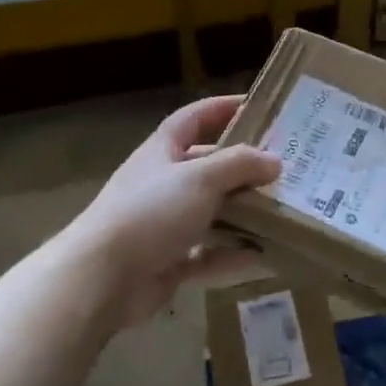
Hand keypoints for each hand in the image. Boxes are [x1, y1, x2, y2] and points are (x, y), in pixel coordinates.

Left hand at [66, 94, 280, 330]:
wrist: (100, 279)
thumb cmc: (150, 212)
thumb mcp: (201, 178)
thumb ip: (240, 164)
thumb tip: (275, 161)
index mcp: (162, 151)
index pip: (195, 118)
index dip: (223, 108)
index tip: (258, 106)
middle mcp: (162, 183)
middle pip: (208, 168)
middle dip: (243, 168)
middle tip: (284, 168)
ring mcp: (164, 224)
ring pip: (211, 214)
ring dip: (243, 214)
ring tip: (283, 212)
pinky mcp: (168, 261)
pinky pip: (208, 255)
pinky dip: (232, 256)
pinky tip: (264, 257)